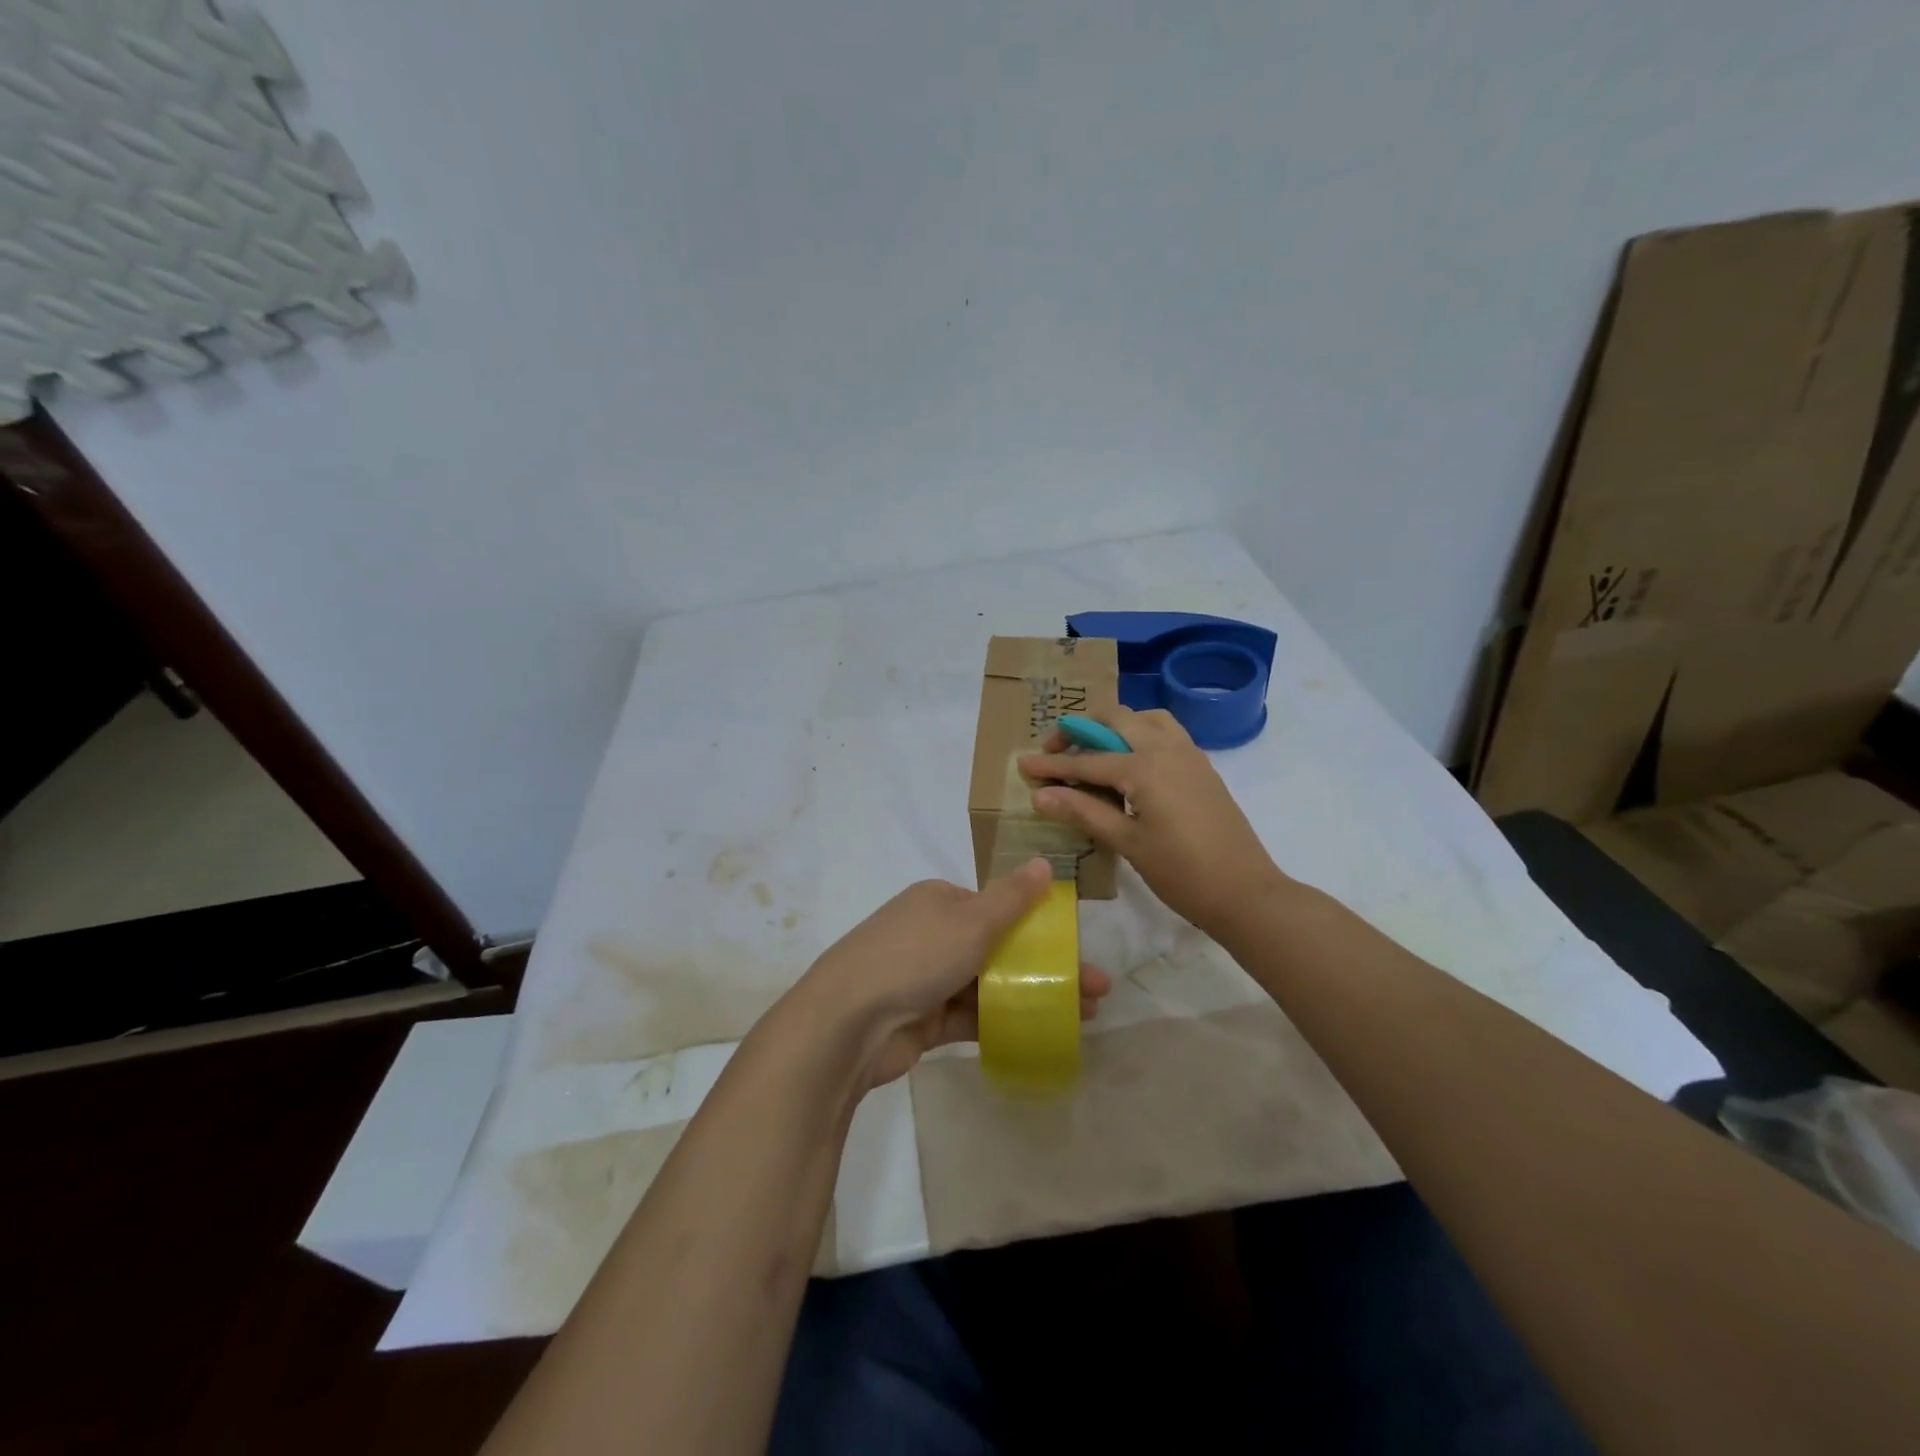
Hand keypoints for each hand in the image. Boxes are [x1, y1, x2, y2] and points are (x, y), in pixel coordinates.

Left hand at [791, 858, 1112, 1088]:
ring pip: (988, 985)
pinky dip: (1003, 1022)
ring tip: (1082, 1016)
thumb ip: (1012, 898)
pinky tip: (1042, 1034)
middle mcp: (931, 934)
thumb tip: (1044, 861)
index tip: (1074, 949)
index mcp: (939, 901)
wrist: (847, 1023)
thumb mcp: (971, 921)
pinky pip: (970, 1017)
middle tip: (1094, 990)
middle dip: (1044, 967)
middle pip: (997, 948)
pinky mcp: (922, 1019)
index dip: (1037, 926)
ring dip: (1032, 996)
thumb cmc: (914, 958)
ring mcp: (924, 979)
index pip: (995, 907)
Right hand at [1020, 707, 1286, 937]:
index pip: (1087, 761)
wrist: (1245, 893)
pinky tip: (1129, 764)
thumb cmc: (1182, 873)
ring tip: (1093, 750)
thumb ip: (1083, 812)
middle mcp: (1167, 748)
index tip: (1023, 765)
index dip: (1051, 765)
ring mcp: (1189, 754)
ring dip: (1114, 726)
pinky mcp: (1202, 767)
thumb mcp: (1127, 843)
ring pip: (1145, 719)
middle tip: (1056, 752)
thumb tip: (1040, 796)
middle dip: (1080, 730)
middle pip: (1115, 719)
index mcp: (1145, 766)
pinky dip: (1140, 735)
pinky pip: (1166, 733)